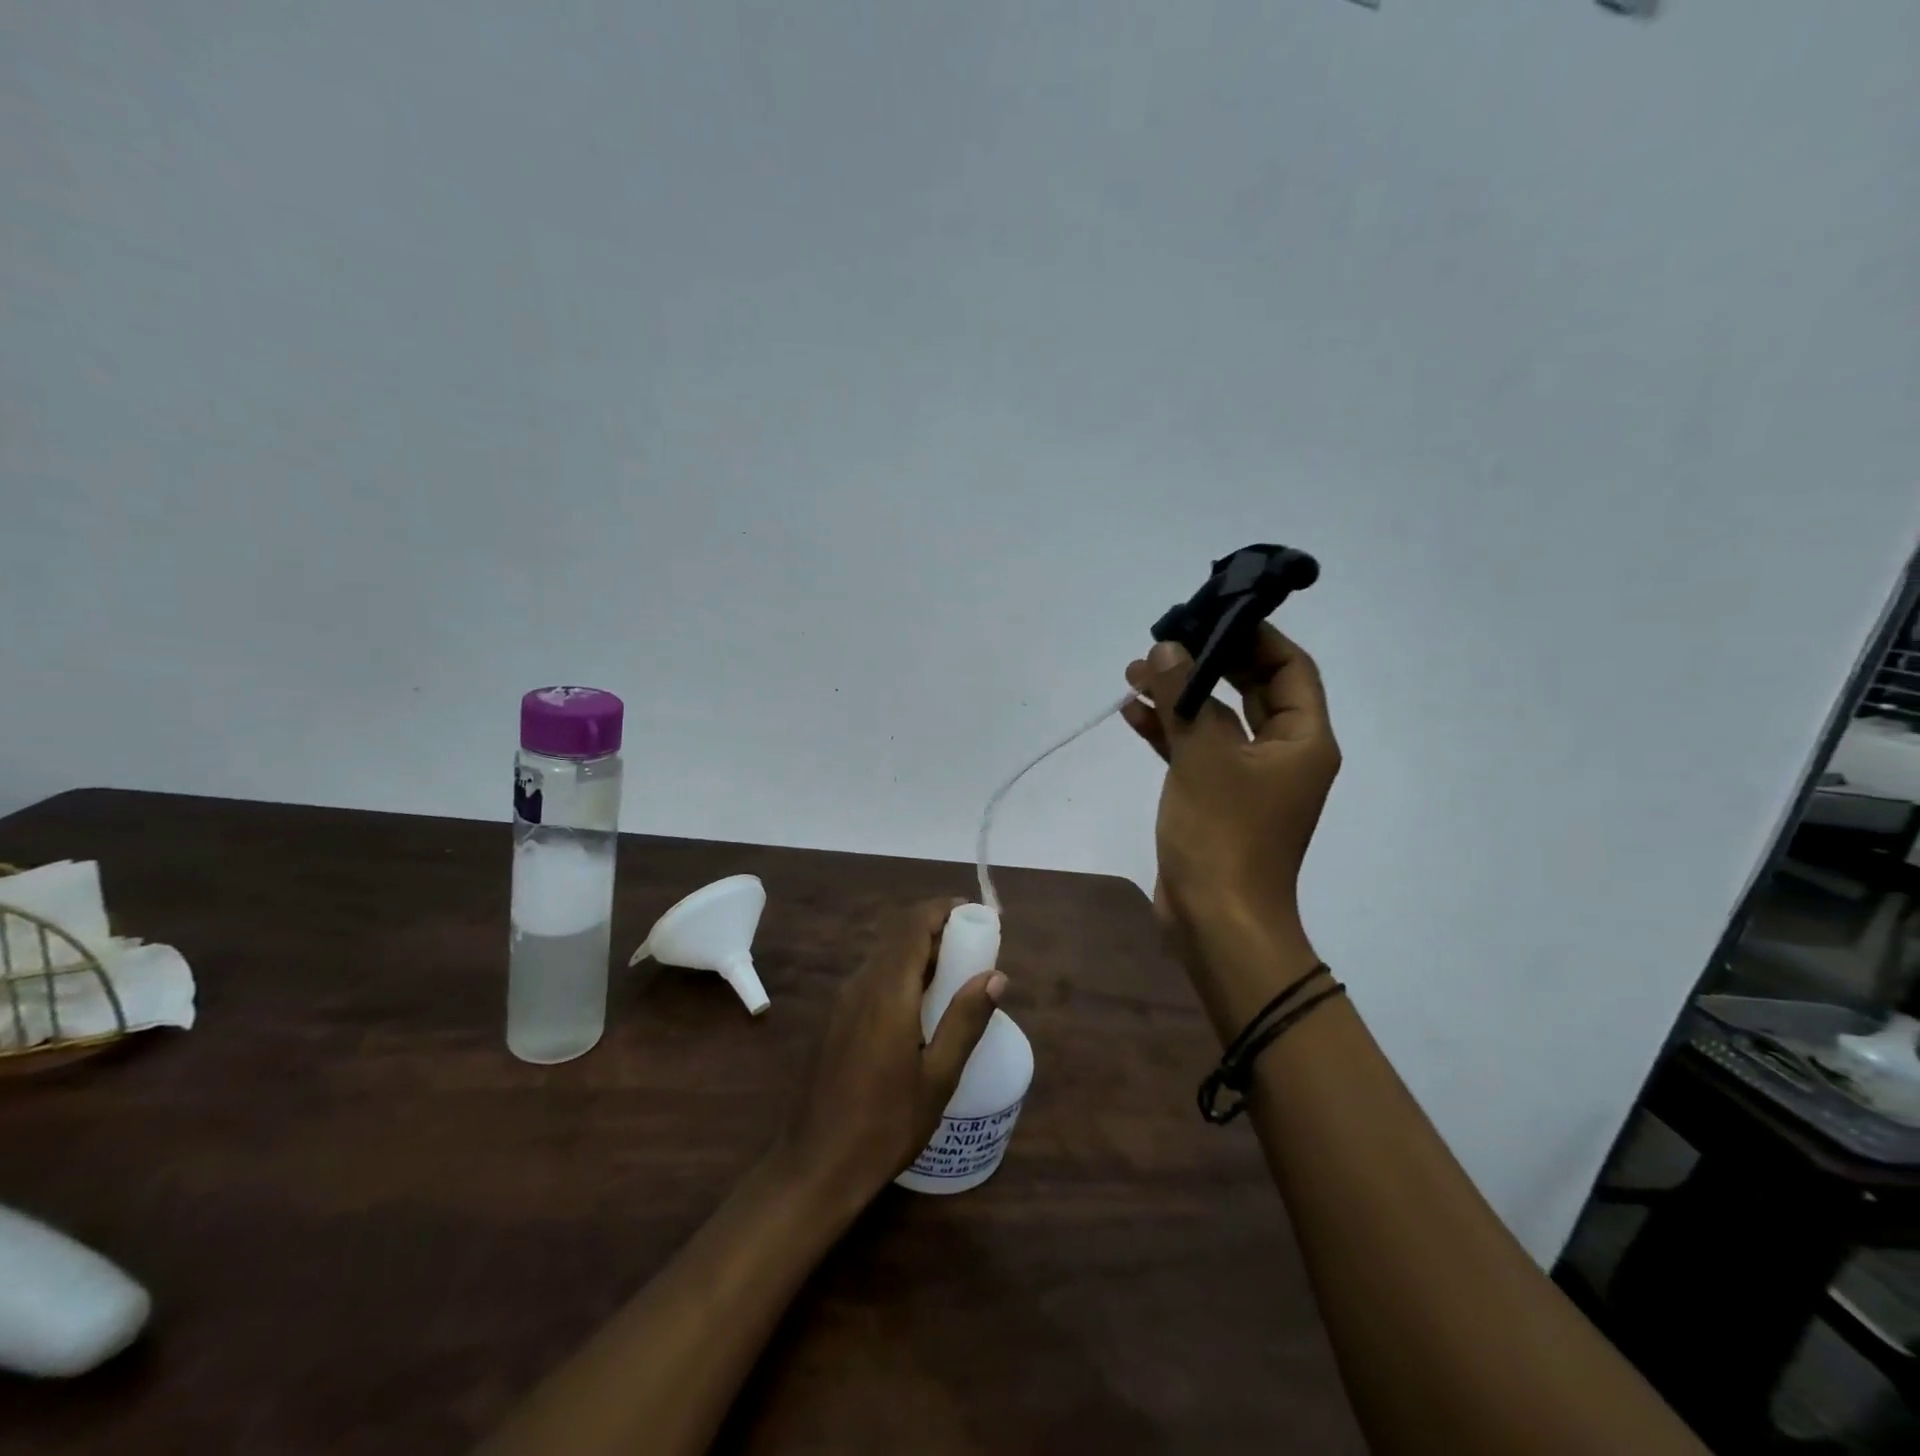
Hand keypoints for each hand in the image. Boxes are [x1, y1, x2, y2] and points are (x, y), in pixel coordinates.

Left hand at [777, 899, 1003, 1208]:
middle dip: (935, 930)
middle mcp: (860, 984)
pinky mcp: (834, 1020)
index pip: (913, 925)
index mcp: (887, 991)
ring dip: (917, 953)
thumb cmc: (885, 1125)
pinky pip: (871, 979)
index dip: (943, 910)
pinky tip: (919, 1008)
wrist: (815, 1167)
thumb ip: (966, 1020)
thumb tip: (996, 975)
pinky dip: (900, 974)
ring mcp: (842, 1002)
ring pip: (883, 956)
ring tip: (954, 976)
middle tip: (973, 948)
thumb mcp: (938, 1078)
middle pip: (898, 935)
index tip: (974, 914)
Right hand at [1122, 629, 1339, 1022]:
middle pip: (1251, 690)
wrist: (1216, 922)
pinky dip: (1169, 731)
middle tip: (1165, 641)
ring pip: (1217, 720)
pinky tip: (1133, 713)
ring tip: (1135, 673)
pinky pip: (1196, 751)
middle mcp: (1282, 754)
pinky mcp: (1216, 799)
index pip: (1289, 669)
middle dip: (1207, 663)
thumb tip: (1167, 651)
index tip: (1211, 616)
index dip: (1254, 637)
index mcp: (1302, 740)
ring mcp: (1248, 779)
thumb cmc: (1224, 835)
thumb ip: (1186, 698)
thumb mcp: (1203, 757)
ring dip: (1180, 696)